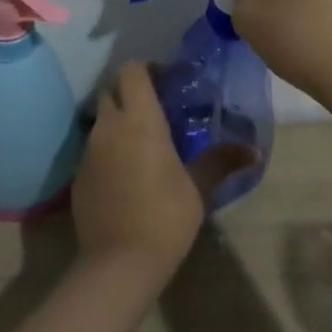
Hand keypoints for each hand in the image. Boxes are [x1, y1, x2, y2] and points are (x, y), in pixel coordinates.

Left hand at [73, 62, 254, 280]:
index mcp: (139, 119)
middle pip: (112, 91)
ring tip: (145, 143)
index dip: (148, 68)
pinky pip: (94, 149)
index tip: (168, 81)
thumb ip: (222, 161)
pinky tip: (128, 174)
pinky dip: (109, 150)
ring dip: (120, 122)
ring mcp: (88, 152)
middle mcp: (108, 127)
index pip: (132, 70)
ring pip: (101, 121)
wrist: (118, 263)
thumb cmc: (165, 216)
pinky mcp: (78, 176)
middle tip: (158, 109)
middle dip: (131, 92)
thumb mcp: (199, 187)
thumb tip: (254, 150)